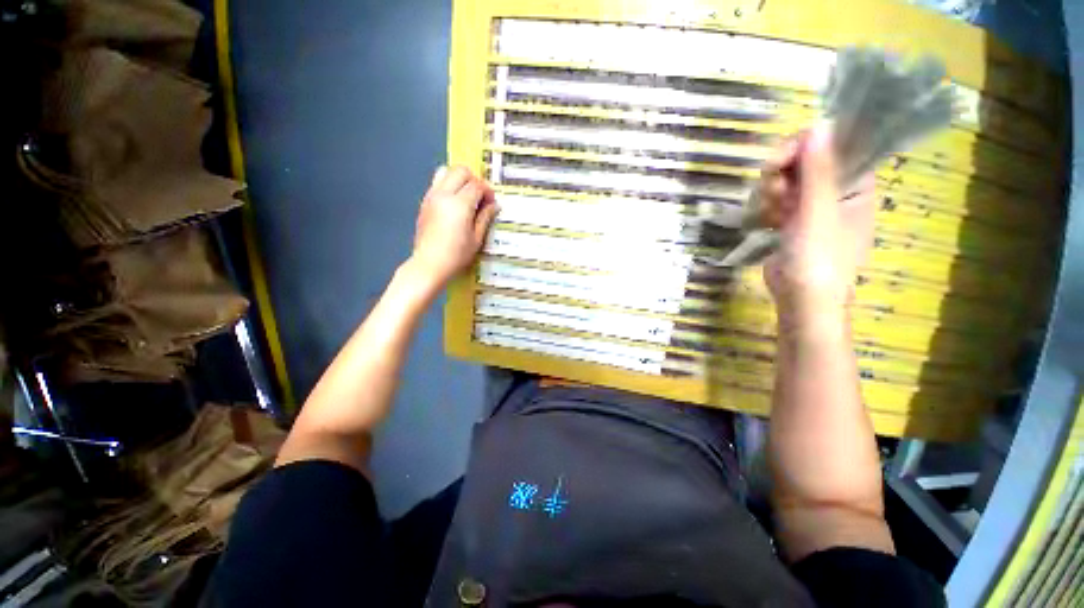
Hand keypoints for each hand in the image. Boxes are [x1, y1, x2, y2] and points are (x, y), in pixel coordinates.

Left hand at [408, 165, 497, 290]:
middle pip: (461, 171)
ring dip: (459, 179)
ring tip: (466, 196)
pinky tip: (454, 203)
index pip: (477, 186)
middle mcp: (444, 195)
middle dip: (474, 180)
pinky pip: (437, 182)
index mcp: (460, 204)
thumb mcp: (476, 238)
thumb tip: (494, 205)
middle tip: (480, 197)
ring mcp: (431, 196)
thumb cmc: (456, 255)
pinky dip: (448, 185)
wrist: (429, 264)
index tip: (491, 203)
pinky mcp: (425, 202)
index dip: (487, 192)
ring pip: (446, 171)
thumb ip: (485, 217)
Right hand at [761, 124, 874, 326]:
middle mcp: (837, 190)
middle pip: (806, 160)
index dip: (807, 145)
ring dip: (772, 190)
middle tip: (773, 190)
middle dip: (783, 171)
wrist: (800, 298)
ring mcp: (813, 205)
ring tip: (772, 212)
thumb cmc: (818, 259)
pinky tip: (768, 220)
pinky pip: (777, 198)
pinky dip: (768, 205)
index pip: (835, 146)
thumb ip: (819, 171)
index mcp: (857, 184)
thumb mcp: (818, 213)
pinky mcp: (791, 219)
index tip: (781, 157)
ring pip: (786, 179)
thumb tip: (819, 125)